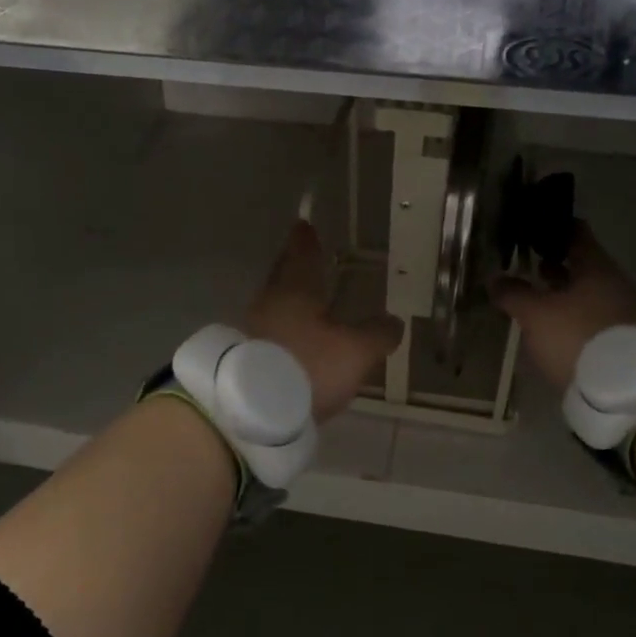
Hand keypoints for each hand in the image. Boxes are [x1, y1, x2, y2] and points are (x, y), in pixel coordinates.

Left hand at [245, 221, 403, 420]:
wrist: (248, 411)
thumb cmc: (306, 367)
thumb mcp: (355, 352)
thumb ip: (376, 334)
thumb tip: (394, 321)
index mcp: (295, 289)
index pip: (302, 254)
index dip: (306, 240)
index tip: (304, 224)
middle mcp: (268, 302)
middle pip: (282, 276)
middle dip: (292, 265)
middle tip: (300, 255)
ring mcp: (249, 330)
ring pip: (272, 305)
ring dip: (286, 302)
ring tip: (303, 304)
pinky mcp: (241, 358)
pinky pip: (266, 334)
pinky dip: (279, 331)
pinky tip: (290, 343)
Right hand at [492, 223, 635, 393]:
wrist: (631, 393)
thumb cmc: (579, 337)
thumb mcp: (536, 315)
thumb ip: (514, 294)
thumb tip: (495, 278)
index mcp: (596, 267)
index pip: (575, 233)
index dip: (552, 228)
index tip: (531, 228)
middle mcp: (615, 283)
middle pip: (582, 266)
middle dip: (554, 266)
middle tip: (526, 266)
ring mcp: (625, 313)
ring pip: (588, 295)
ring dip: (564, 295)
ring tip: (536, 300)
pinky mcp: (626, 343)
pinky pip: (595, 320)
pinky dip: (575, 319)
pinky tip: (556, 331)